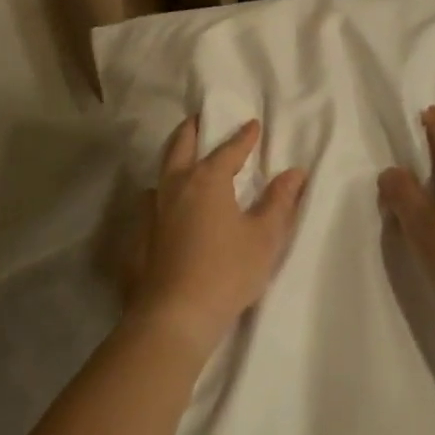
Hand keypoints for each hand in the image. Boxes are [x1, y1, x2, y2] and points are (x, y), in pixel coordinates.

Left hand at [127, 117, 306, 355]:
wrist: (174, 316)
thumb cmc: (227, 271)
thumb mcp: (264, 237)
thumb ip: (279, 202)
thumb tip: (294, 172)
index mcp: (207, 180)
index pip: (229, 149)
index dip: (243, 137)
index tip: (253, 125)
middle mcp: (175, 186)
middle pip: (181, 146)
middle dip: (193, 129)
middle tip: (200, 119)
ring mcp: (152, 211)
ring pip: (161, 173)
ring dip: (173, 161)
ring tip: (183, 163)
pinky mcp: (139, 237)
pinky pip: (150, 203)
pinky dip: (161, 195)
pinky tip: (166, 208)